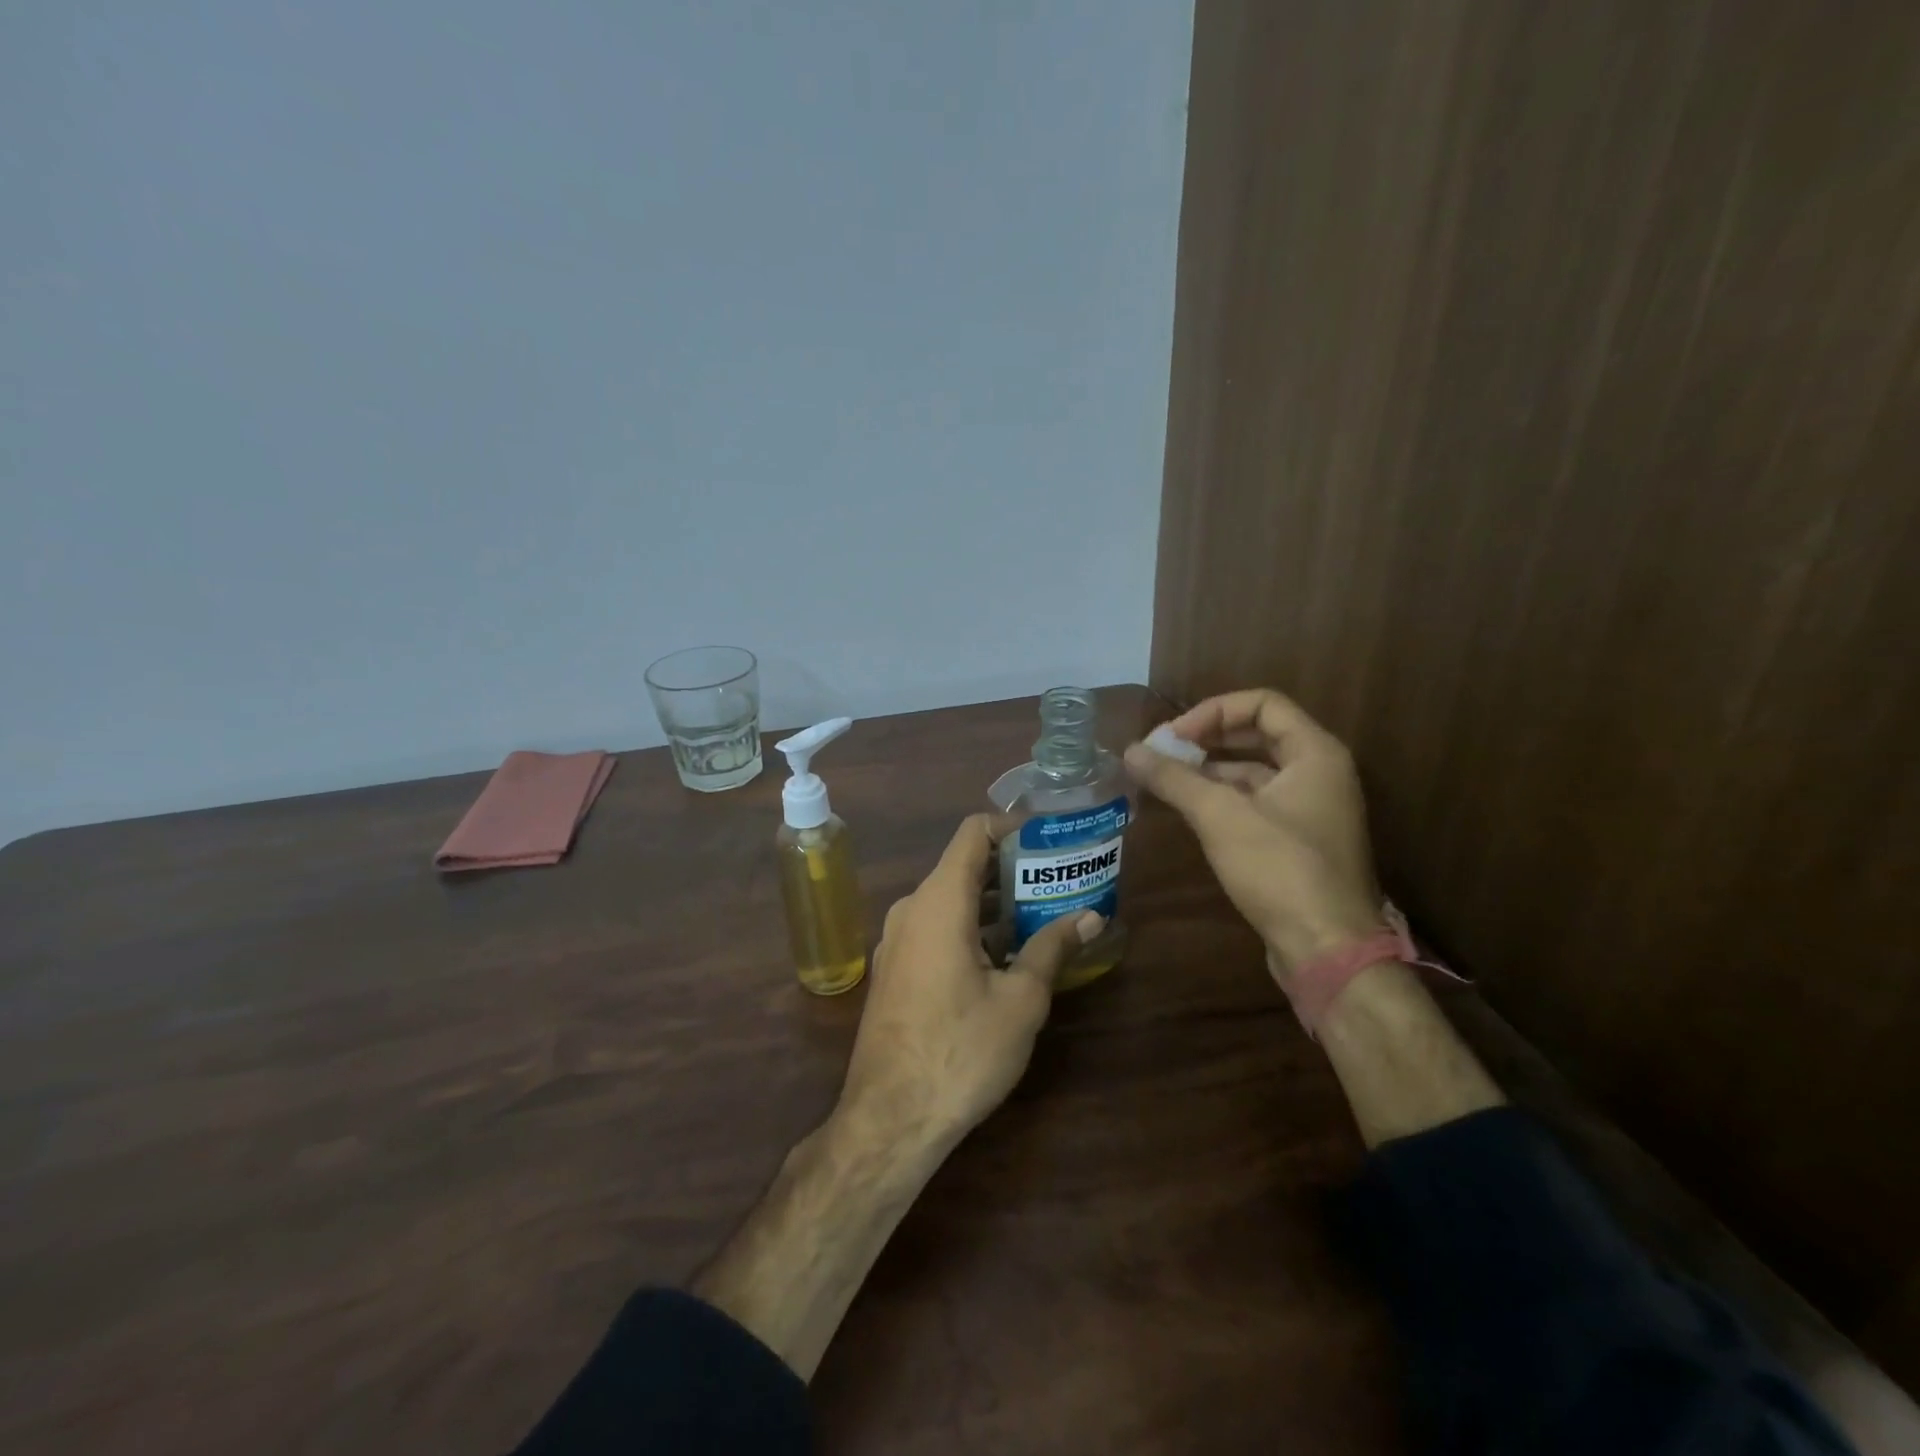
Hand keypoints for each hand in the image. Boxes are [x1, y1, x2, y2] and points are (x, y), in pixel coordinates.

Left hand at [836, 814, 1102, 1156]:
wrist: (889, 1118)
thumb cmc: (961, 1051)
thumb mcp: (1020, 1000)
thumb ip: (1053, 948)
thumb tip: (1090, 916)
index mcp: (940, 901)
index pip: (972, 833)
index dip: (1011, 826)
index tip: (1049, 837)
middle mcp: (912, 909)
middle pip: (963, 866)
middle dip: (1012, 869)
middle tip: (1059, 880)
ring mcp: (897, 940)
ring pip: (951, 901)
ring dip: (995, 903)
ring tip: (1043, 915)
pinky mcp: (895, 969)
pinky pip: (936, 928)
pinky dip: (972, 927)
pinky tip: (1006, 956)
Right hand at [1124, 688, 1382, 985]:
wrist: (1327, 949)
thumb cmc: (1279, 869)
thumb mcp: (1220, 816)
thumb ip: (1174, 778)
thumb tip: (1130, 750)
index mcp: (1316, 753)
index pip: (1263, 703)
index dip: (1213, 711)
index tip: (1173, 736)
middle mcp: (1321, 773)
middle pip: (1259, 734)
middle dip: (1208, 738)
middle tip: (1163, 752)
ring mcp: (1313, 809)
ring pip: (1256, 771)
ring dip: (1211, 769)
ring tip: (1166, 780)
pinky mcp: (1300, 841)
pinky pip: (1258, 802)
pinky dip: (1223, 798)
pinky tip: (1189, 810)